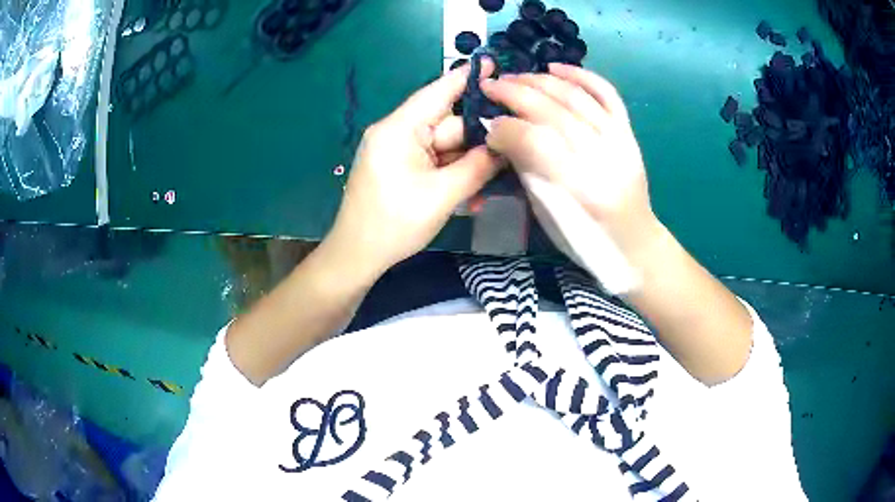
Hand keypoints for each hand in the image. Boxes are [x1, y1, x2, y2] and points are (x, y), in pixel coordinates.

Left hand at [326, 61, 500, 278]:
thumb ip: (477, 167)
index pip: (438, 92)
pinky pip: (434, 162)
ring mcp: (398, 151)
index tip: (495, 64)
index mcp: (399, 129)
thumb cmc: (394, 224)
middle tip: (512, 152)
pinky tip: (470, 197)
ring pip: (445, 147)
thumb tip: (504, 146)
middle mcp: (397, 133)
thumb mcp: (443, 195)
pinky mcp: (400, 168)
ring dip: (467, 165)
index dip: (467, 78)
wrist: (357, 256)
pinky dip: (452, 175)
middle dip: (477, 141)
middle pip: (448, 125)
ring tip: (490, 186)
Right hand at [481, 64, 660, 263]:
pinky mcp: (628, 131)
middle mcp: (601, 155)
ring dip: (540, 80)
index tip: (486, 125)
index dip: (504, 128)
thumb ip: (526, 168)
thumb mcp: (547, 212)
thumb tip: (501, 132)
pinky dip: (581, 75)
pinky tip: (556, 67)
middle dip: (514, 93)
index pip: (533, 139)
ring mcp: (618, 139)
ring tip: (515, 77)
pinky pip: (606, 93)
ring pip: (575, 95)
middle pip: (551, 110)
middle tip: (489, 86)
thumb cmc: (585, 237)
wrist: (633, 243)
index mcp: (578, 186)